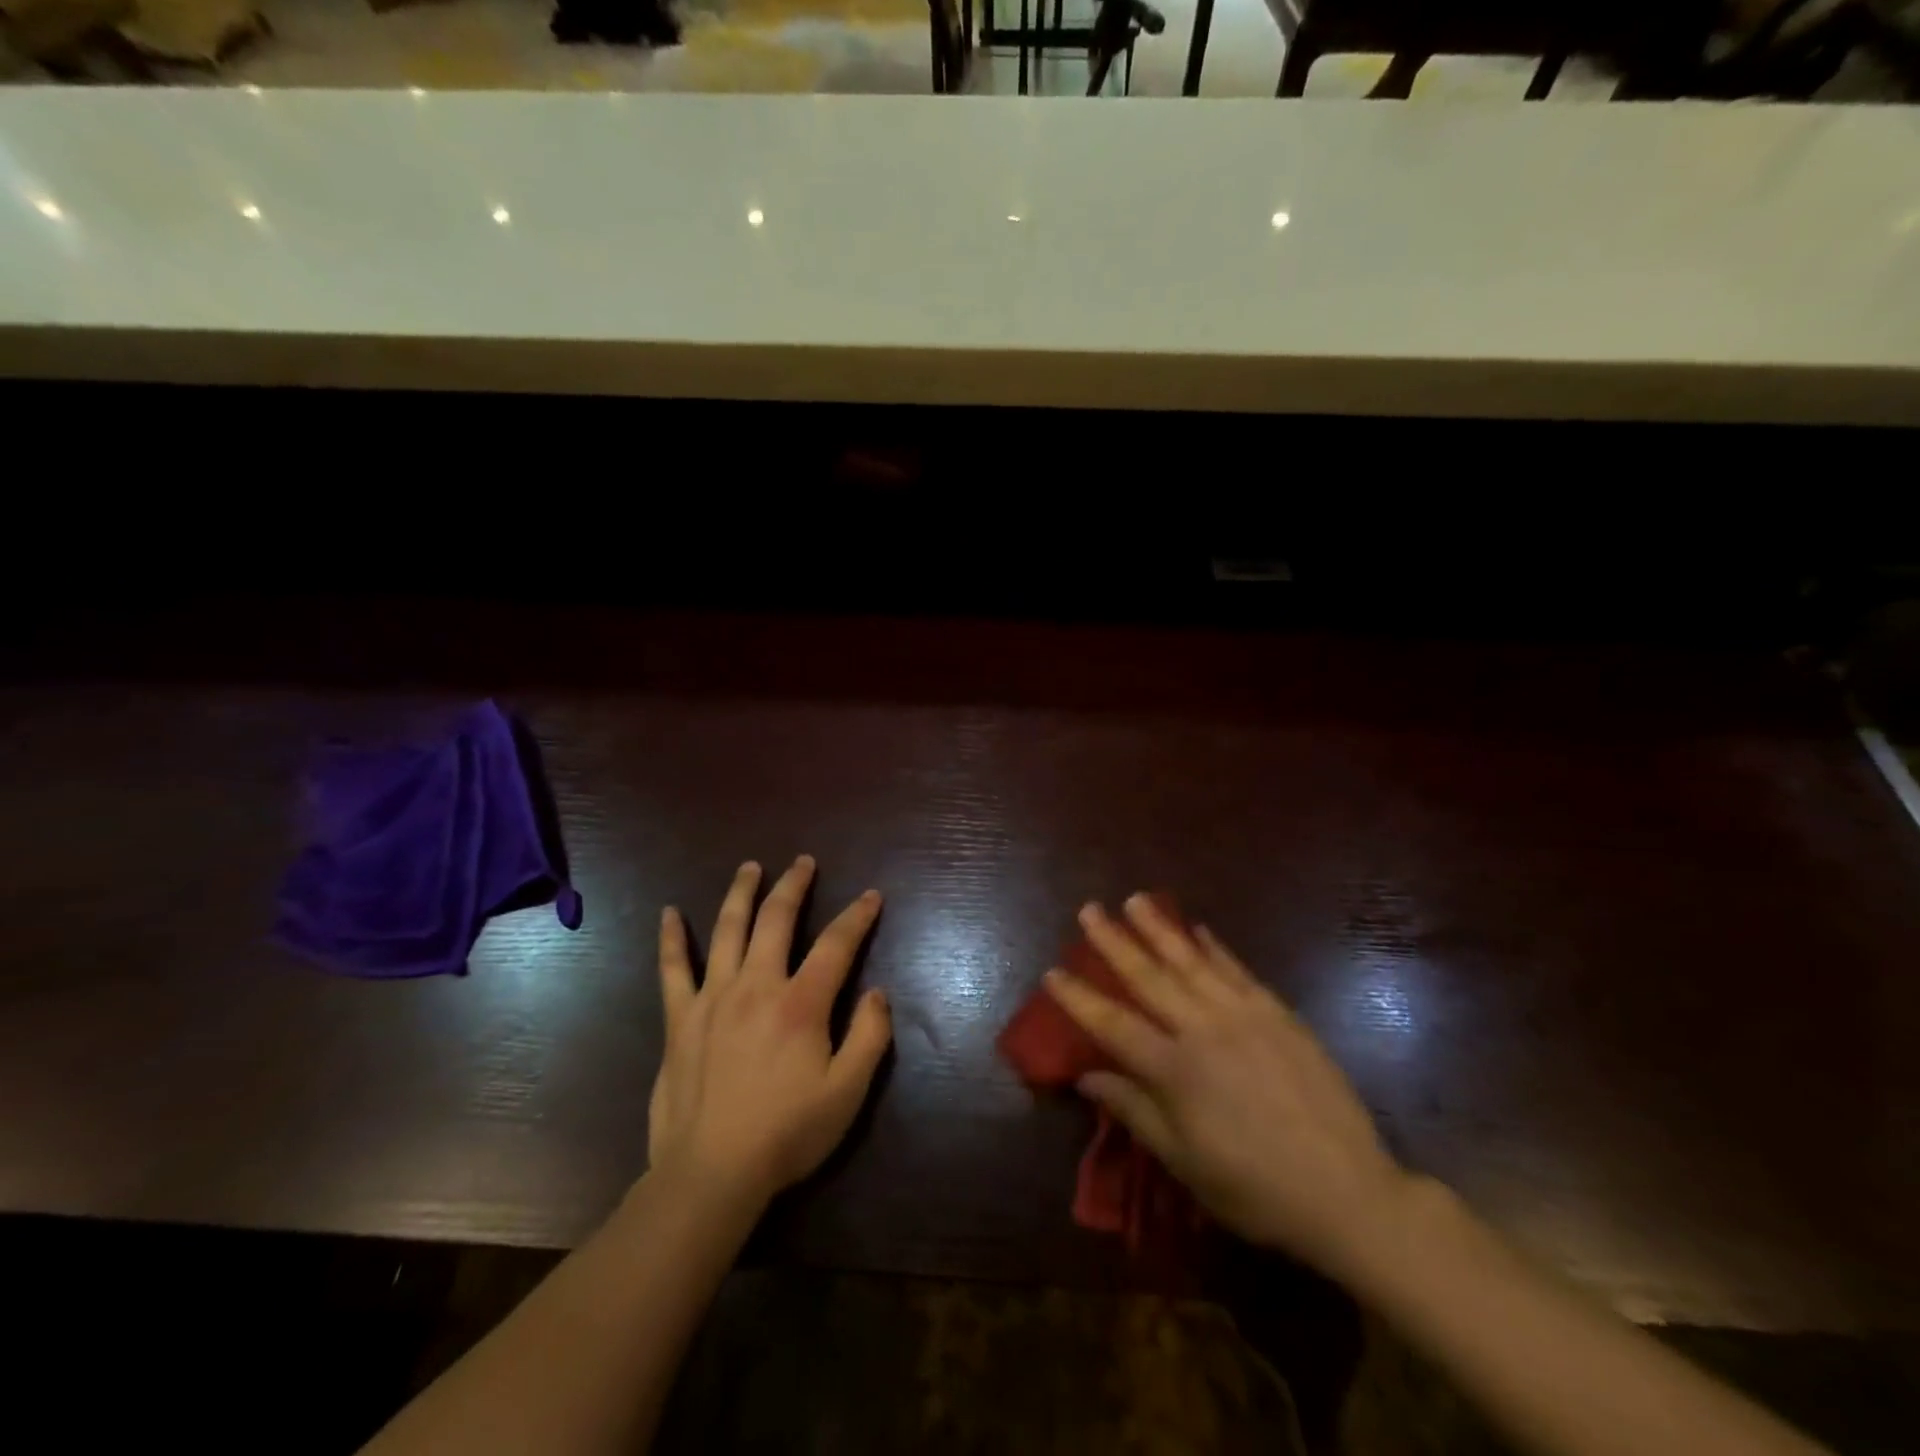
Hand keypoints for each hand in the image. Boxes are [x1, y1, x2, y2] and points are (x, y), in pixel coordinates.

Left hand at [648, 855, 891, 1209]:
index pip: (836, 944)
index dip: (857, 916)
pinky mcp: (680, 1019)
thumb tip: (876, 992)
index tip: (871, 896)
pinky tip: (669, 913)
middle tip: (804, 862)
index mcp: (801, 1003)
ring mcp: (713, 998)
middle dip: (794, 885)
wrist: (710, 1175)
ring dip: (741, 892)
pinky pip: (673, 970)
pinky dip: (671, 939)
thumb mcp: (847, 1093)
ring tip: (751, 867)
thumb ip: (870, 1037)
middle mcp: (756, 986)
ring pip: (728, 929)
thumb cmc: (786, 1134)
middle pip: (776, 919)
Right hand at [1046, 895, 1413, 1280]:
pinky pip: (1238, 970)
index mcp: (1175, 1070)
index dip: (1079, 997)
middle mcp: (1203, 1029)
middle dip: (1113, 942)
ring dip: (1159, 928)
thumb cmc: (1255, 1188)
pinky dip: (1215, 948)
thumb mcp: (1185, 1162)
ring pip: (1191, 961)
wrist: (1348, 1191)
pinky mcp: (1278, 1013)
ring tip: (1135, 899)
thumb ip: (1134, 1111)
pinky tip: (1199, 929)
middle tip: (1088, 910)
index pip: (1113, 1023)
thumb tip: (1087, 1076)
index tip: (1053, 970)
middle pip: (1148, 977)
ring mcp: (1244, 1015)